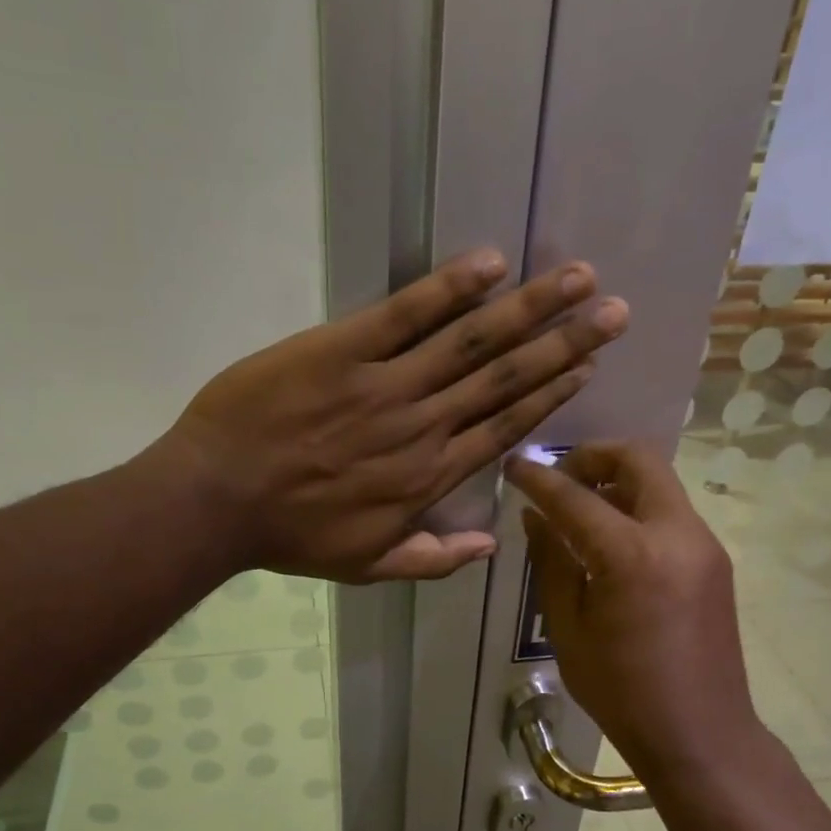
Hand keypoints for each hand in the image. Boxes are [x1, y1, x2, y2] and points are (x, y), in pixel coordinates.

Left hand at [161, 249, 627, 580]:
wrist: (217, 500)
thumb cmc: (291, 536)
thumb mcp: (367, 566)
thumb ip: (432, 560)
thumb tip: (490, 548)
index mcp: (428, 477)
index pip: (504, 428)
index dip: (549, 395)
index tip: (587, 367)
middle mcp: (422, 426)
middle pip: (504, 379)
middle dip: (563, 343)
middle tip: (612, 311)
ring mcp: (384, 385)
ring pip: (471, 342)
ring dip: (528, 308)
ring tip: (577, 279)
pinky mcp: (341, 350)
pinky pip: (405, 314)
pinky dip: (449, 288)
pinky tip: (490, 263)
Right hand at [505, 443, 762, 780]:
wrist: (700, 734)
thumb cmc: (621, 690)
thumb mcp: (568, 628)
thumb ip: (551, 562)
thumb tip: (536, 517)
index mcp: (632, 555)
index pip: (575, 497)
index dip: (538, 478)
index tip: (513, 466)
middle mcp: (677, 534)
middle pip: (637, 459)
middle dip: (592, 457)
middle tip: (559, 481)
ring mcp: (703, 545)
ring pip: (659, 482)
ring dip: (617, 480)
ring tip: (581, 510)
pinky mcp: (714, 561)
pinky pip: (671, 512)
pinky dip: (638, 507)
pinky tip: (612, 540)